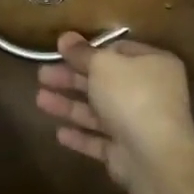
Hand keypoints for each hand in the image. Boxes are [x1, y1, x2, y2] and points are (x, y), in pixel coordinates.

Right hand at [34, 33, 193, 187]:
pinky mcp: (128, 153)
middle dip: (71, 79)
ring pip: (99, 112)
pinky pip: (100, 140)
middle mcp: (151, 93)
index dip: (90, 51)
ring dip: (69, 106)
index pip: (119, 51)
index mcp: (154, 65)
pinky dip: (81, 136)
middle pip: (104, 82)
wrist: (154, 157)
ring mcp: (140, 125)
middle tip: (42, 75)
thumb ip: (82, 52)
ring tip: (39, 100)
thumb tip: (65, 37)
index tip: (63, 51)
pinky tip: (59, 133)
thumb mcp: (103, 65)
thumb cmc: (132, 96)